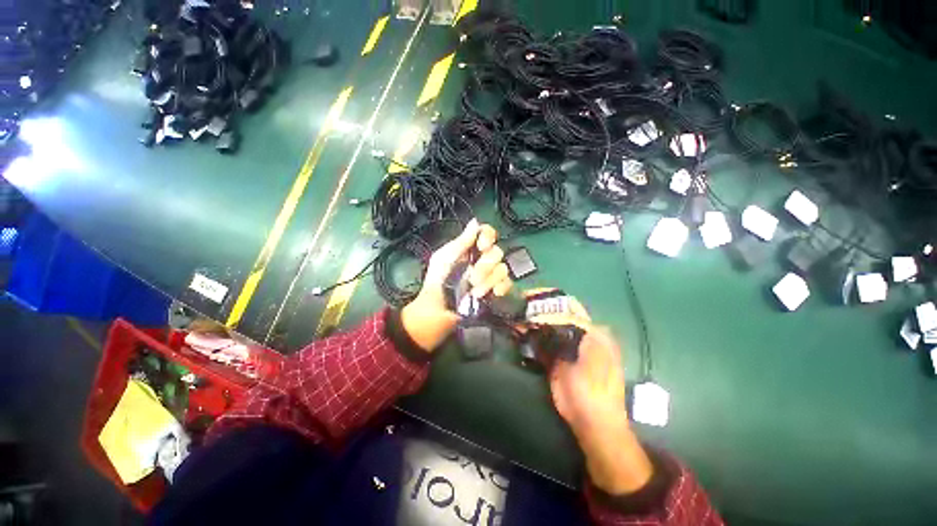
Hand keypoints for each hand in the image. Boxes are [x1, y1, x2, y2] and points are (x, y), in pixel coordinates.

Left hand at [401, 220, 512, 351]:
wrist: (437, 312)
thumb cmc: (437, 283)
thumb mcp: (444, 259)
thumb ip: (461, 242)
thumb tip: (475, 222)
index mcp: (469, 250)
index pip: (487, 234)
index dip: (488, 236)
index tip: (481, 247)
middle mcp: (482, 260)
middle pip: (497, 252)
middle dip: (485, 265)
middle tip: (472, 278)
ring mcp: (490, 277)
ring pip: (502, 268)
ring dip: (488, 280)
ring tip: (475, 292)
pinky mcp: (496, 292)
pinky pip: (508, 284)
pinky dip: (501, 287)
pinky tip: (492, 294)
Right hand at [528, 294, 652, 495]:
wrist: (590, 421)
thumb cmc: (596, 388)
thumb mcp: (592, 354)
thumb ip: (577, 329)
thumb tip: (554, 312)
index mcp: (592, 330)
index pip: (569, 306)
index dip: (549, 299)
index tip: (530, 296)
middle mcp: (578, 334)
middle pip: (555, 314)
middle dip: (537, 307)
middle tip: (519, 303)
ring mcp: (565, 346)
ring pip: (546, 326)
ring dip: (531, 320)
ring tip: (515, 314)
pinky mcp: (554, 358)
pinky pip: (540, 341)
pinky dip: (529, 335)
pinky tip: (518, 330)